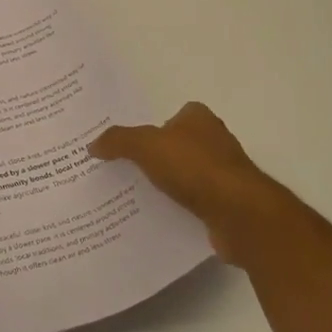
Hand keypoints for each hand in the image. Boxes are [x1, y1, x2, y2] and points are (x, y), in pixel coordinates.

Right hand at [89, 102, 298, 257]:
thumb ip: (118, 141)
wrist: (238, 213)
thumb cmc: (194, 167)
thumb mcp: (145, 146)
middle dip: (154, 156)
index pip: (172, 115)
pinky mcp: (226, 202)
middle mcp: (215, 141)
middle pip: (177, 145)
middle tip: (121, 168)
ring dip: (165, 183)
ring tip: (131, 194)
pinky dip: (177, 206)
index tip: (127, 143)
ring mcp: (223, 173)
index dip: (151, 127)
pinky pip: (192, 200)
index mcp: (199, 118)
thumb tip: (93, 145)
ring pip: (184, 174)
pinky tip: (155, 215)